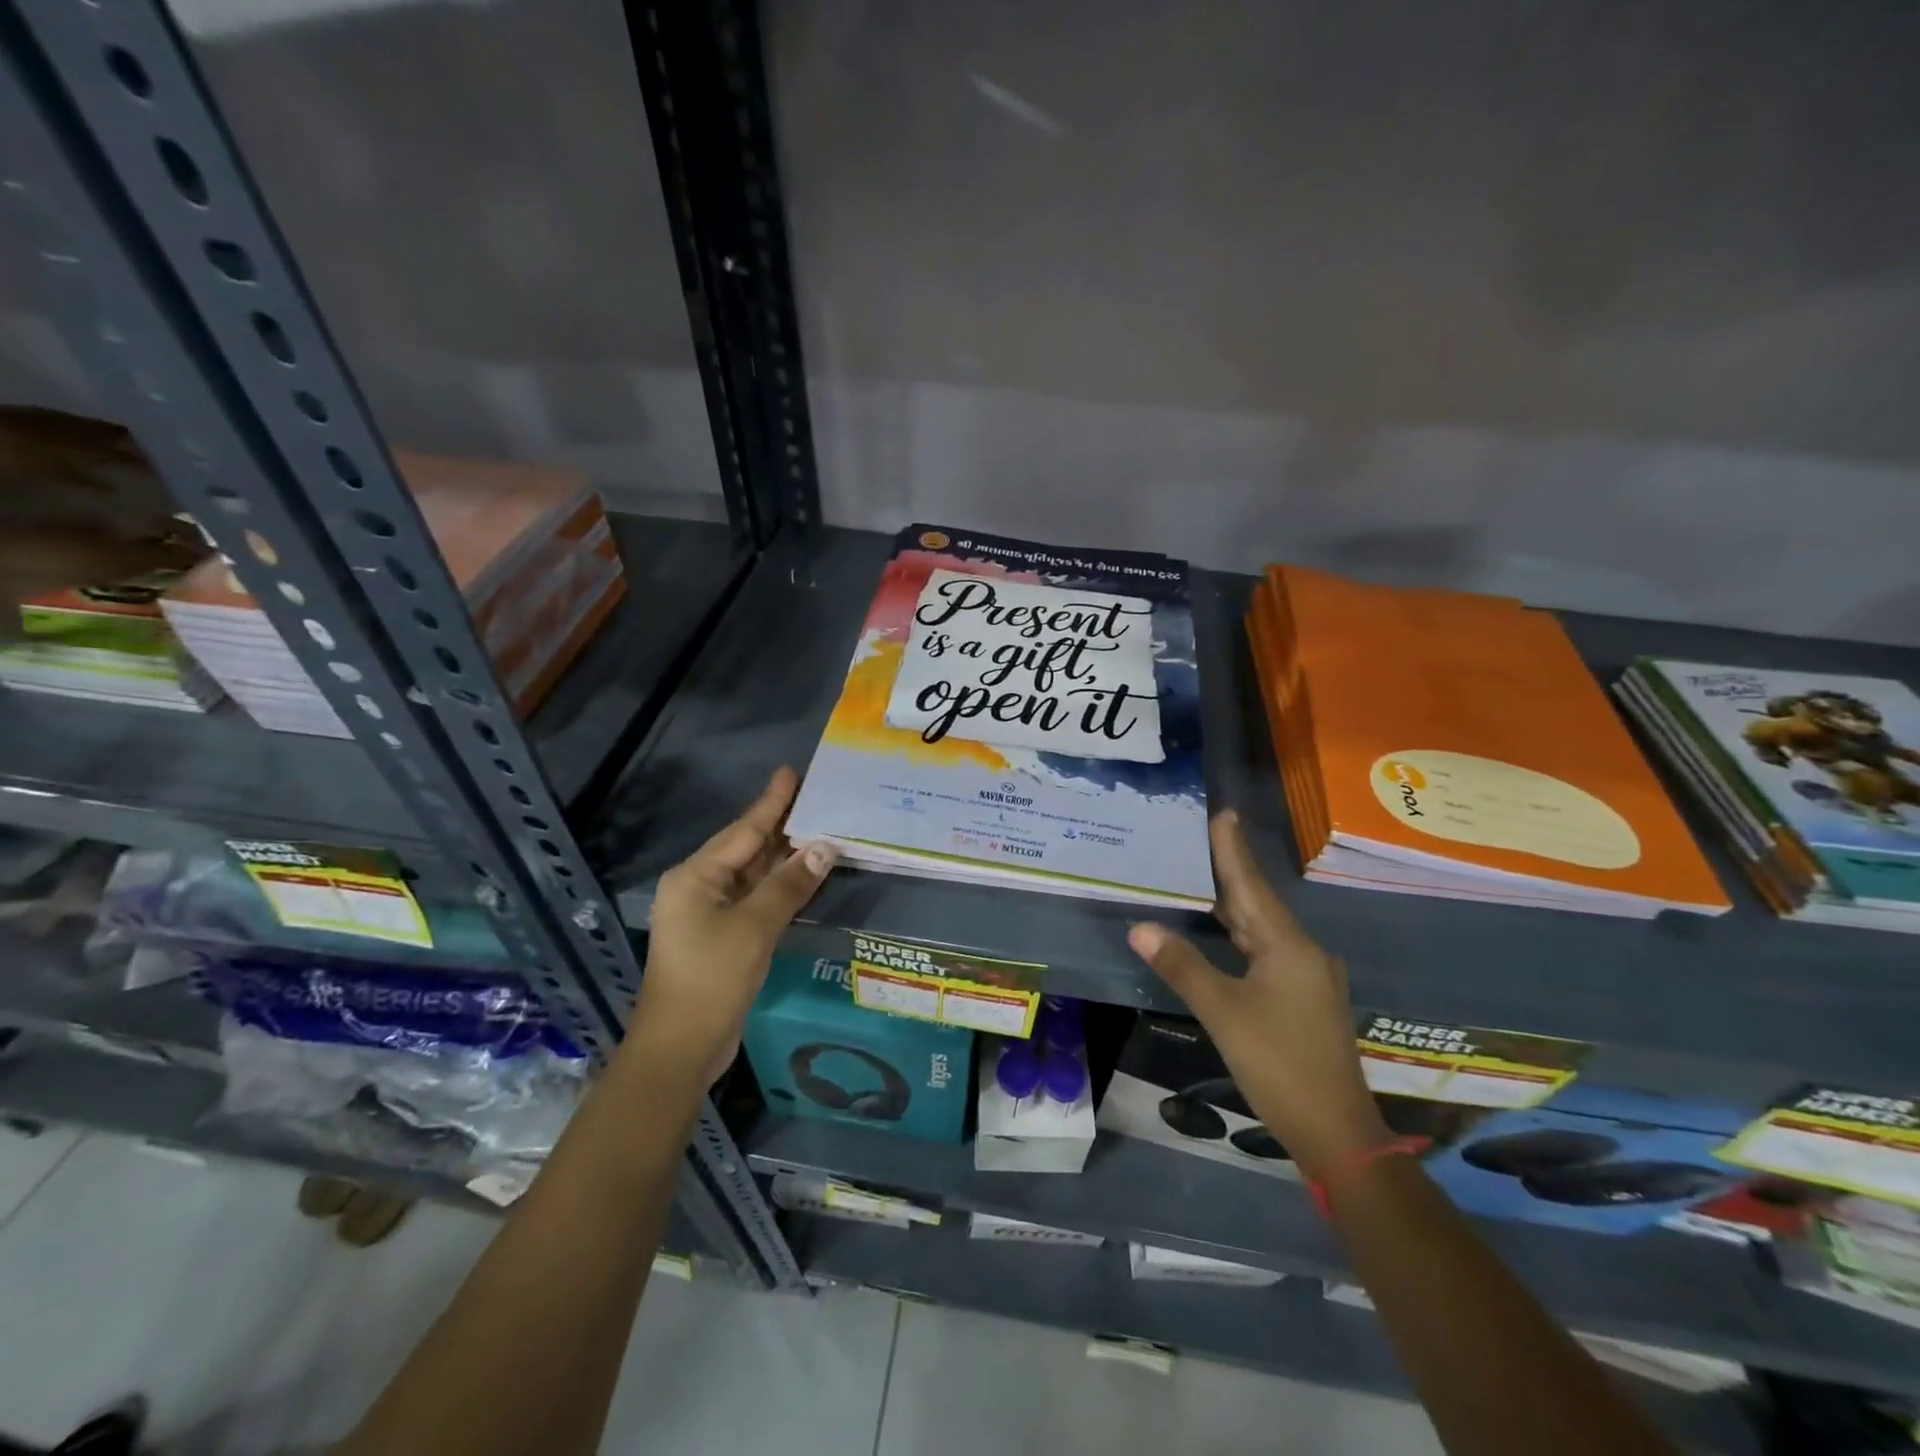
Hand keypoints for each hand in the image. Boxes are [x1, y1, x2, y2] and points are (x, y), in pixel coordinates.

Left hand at [627, 768, 835, 1084]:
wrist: (680, 1048)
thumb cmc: (712, 979)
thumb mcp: (755, 927)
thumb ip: (789, 884)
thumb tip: (824, 847)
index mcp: (696, 876)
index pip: (743, 830)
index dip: (771, 802)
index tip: (792, 773)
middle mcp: (698, 887)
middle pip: (746, 847)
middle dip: (781, 825)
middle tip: (816, 798)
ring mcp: (707, 913)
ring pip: (751, 874)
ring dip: (782, 856)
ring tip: (818, 828)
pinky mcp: (720, 936)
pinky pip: (753, 897)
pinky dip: (778, 885)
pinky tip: (802, 875)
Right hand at [1127, 810, 1389, 1180]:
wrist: (1337, 1132)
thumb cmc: (1279, 1064)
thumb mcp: (1223, 1012)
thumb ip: (1182, 966)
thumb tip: (1140, 926)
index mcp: (1289, 947)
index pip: (1252, 885)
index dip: (1233, 849)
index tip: (1225, 814)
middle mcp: (1304, 953)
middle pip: (1259, 904)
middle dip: (1230, 872)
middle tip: (1200, 840)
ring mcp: (1309, 978)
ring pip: (1264, 930)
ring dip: (1235, 906)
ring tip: (1204, 878)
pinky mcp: (1305, 1000)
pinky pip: (1268, 952)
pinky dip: (1242, 937)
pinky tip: (1225, 935)